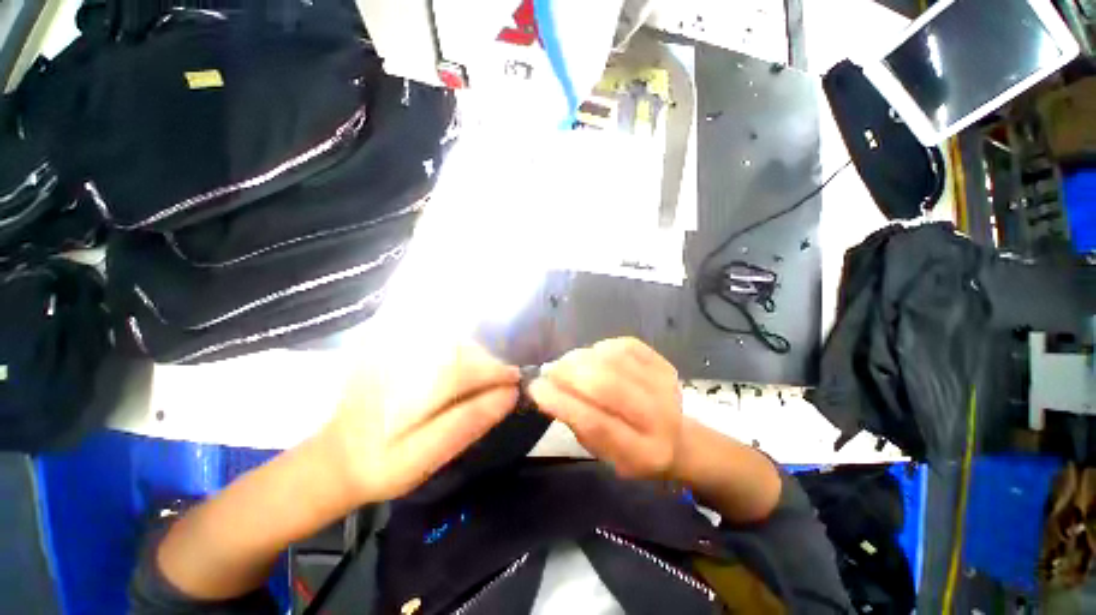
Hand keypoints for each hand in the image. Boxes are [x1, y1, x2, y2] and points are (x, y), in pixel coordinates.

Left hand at [321, 343, 519, 502]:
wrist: (334, 459)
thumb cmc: (381, 466)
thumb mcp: (425, 459)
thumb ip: (467, 423)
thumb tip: (510, 394)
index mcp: (411, 388)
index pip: (468, 366)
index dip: (497, 372)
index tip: (516, 382)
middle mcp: (405, 358)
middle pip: (462, 348)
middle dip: (489, 363)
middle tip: (503, 384)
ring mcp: (396, 350)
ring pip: (451, 341)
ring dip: (475, 356)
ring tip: (484, 380)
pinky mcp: (392, 348)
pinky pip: (437, 340)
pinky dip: (458, 352)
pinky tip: (460, 372)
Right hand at [529, 338, 682, 479]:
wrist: (676, 438)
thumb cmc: (629, 449)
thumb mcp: (599, 451)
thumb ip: (574, 421)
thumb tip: (544, 388)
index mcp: (642, 452)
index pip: (596, 423)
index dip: (561, 402)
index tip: (535, 388)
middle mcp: (659, 418)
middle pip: (607, 385)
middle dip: (569, 373)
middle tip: (549, 370)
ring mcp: (665, 386)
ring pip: (613, 360)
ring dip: (580, 357)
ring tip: (566, 363)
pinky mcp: (664, 363)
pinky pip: (624, 345)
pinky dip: (600, 348)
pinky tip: (591, 357)